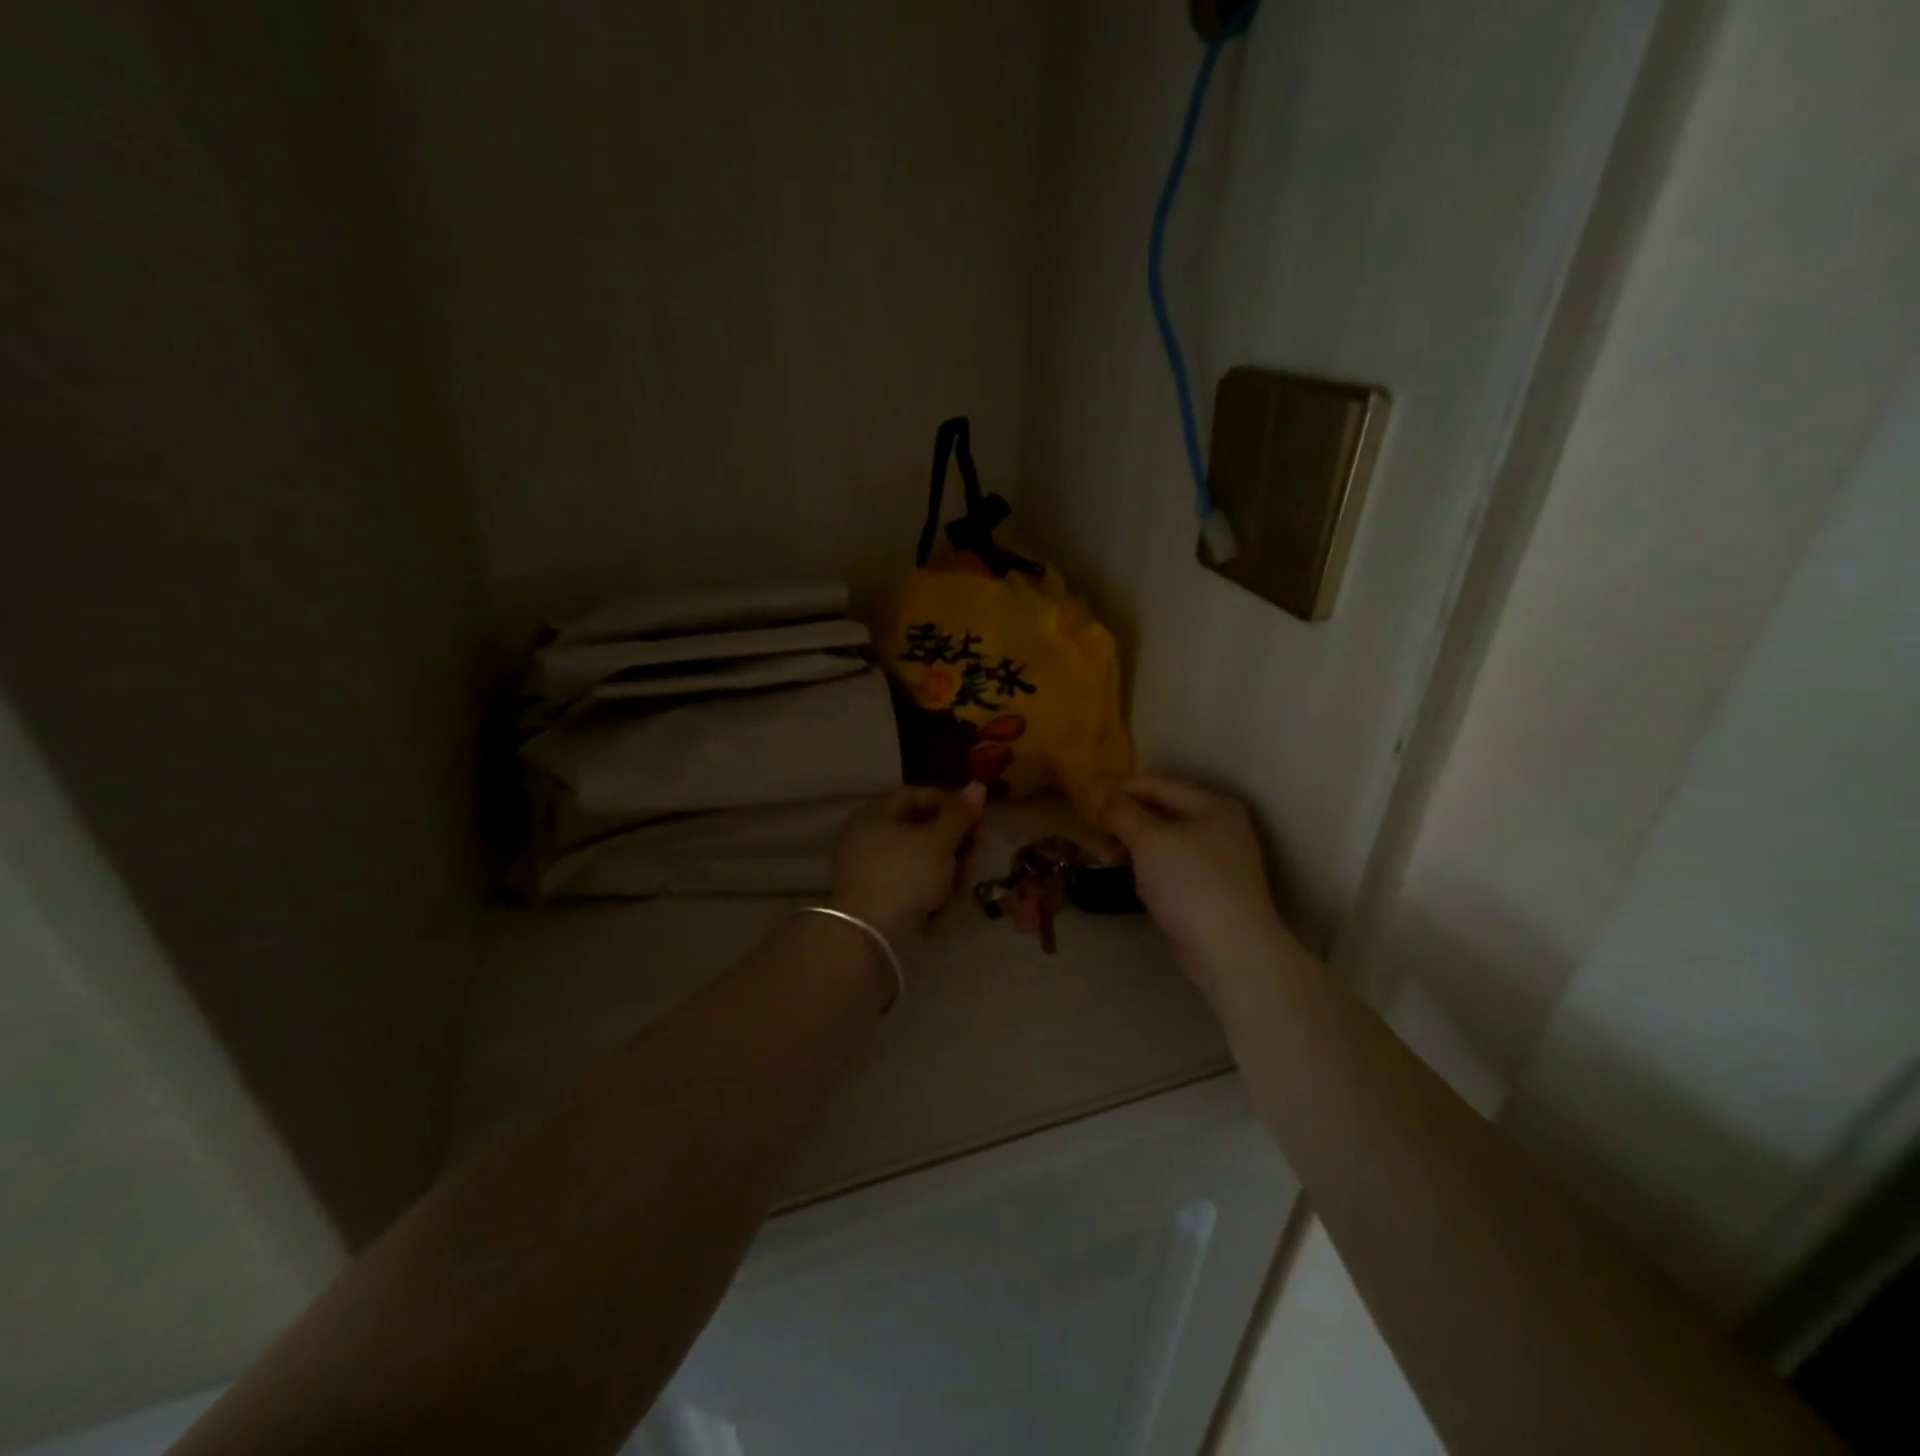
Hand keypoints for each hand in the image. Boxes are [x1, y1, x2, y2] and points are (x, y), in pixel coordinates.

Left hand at [832, 783, 986, 951]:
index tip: (976, 816)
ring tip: (966, 878)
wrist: (871, 935)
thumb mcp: (938, 841)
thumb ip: (959, 814)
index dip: (950, 802)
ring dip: (948, 863)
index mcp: (874, 814)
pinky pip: (911, 881)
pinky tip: (950, 897)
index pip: (916, 795)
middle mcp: (868, 837)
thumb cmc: (905, 874)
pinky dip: (932, 885)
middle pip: (919, 827)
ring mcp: (872, 869)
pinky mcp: (879, 897)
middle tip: (979, 847)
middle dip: (954, 837)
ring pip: (919, 857)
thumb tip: (977, 785)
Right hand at [1100, 777, 1289, 1001]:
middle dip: (1126, 822)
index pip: (1158, 785)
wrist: (1230, 949)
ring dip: (1136, 847)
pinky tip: (1136, 882)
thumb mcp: (1148, 839)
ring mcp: (1220, 861)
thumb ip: (1121, 811)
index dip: (1121, 789)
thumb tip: (1096, 787)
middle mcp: (1221, 827)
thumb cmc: (1189, 882)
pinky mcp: (1212, 890)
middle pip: (1163, 813)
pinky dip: (1152, 870)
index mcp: (1213, 805)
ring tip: (1107, 857)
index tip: (1087, 797)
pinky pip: (1173, 868)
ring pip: (1166, 843)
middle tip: (1093, 830)